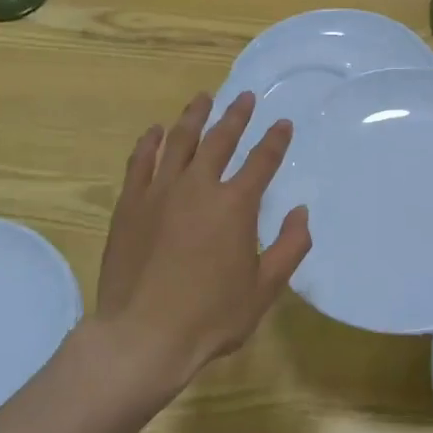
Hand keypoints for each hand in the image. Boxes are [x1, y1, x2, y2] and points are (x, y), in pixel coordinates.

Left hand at [94, 91, 310, 400]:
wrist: (143, 335)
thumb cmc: (211, 316)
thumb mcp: (265, 288)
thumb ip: (290, 247)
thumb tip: (301, 212)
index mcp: (235, 205)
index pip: (261, 162)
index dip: (275, 141)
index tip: (283, 123)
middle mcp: (198, 187)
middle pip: (220, 140)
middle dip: (236, 116)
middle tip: (245, 98)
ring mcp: (159, 192)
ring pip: (179, 141)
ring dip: (194, 116)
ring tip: (203, 98)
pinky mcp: (130, 205)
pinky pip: (141, 162)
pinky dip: (150, 143)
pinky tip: (156, 131)